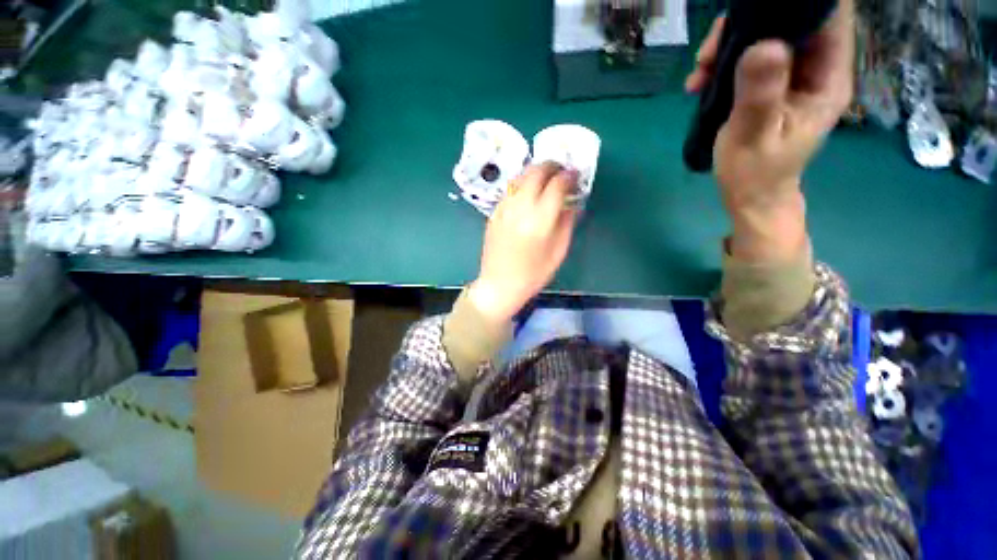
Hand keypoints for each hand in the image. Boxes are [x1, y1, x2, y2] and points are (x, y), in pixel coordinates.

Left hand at [467, 163, 579, 323]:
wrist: (499, 284)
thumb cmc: (533, 274)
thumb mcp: (558, 252)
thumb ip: (567, 224)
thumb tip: (571, 203)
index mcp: (539, 220)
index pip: (557, 185)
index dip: (569, 176)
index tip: (575, 176)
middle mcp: (520, 208)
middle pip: (535, 172)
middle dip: (551, 166)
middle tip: (561, 170)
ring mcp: (504, 209)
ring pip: (520, 177)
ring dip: (535, 172)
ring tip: (545, 178)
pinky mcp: (494, 213)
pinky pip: (509, 190)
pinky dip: (522, 184)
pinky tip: (528, 193)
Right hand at [685, 1, 853, 261]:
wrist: (751, 196)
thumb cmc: (755, 174)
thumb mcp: (753, 136)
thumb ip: (760, 94)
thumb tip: (763, 46)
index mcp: (828, 78)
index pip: (829, 15)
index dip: (797, 2)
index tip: (753, 11)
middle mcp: (816, 69)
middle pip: (792, 20)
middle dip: (750, 24)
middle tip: (711, 51)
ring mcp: (792, 76)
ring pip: (767, 35)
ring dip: (729, 45)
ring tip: (700, 71)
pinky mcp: (771, 85)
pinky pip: (750, 58)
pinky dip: (723, 63)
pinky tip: (700, 82)